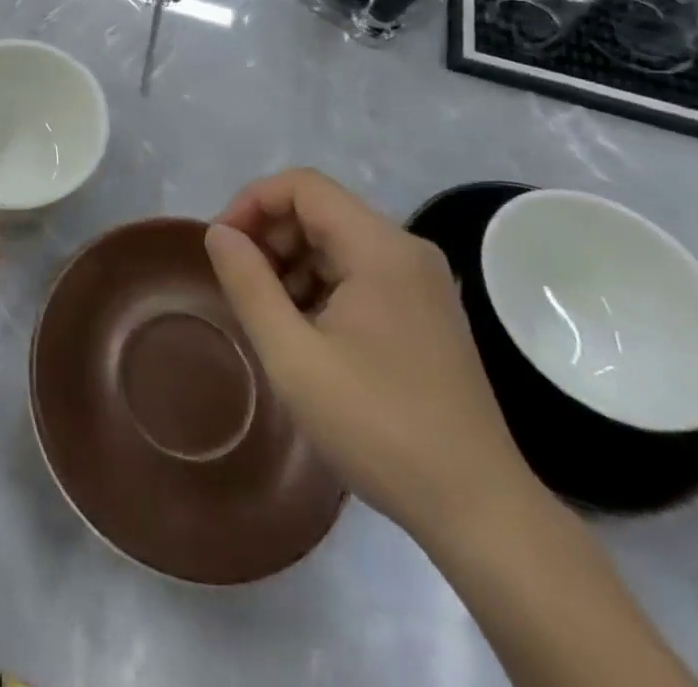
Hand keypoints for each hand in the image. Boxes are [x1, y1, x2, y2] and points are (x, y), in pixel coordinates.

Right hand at [205, 168, 538, 545]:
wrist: (479, 511)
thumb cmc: (378, 426)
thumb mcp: (293, 356)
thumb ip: (248, 284)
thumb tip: (218, 232)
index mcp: (380, 247)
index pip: (303, 186)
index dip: (252, 201)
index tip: (221, 245)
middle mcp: (406, 250)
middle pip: (320, 210)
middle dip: (269, 235)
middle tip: (239, 283)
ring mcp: (420, 282)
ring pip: (337, 241)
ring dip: (291, 261)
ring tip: (267, 312)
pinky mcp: (425, 311)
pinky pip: (358, 271)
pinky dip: (320, 284)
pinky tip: (304, 330)